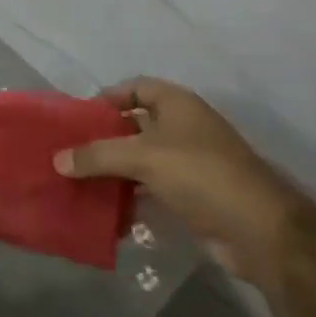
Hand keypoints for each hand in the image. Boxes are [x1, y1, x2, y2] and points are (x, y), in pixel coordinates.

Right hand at [54, 78, 296, 279]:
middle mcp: (183, 128)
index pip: (136, 87)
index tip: (77, 118)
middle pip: (135, 126)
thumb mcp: (143, 157)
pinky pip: (151, 191)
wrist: (258, 229)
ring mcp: (189, 163)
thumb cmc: (200, 174)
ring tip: (78, 185)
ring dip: (114, 173)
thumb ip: (97, 156)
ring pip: (141, 161)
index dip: (108, 98)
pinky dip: (131, 199)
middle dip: (103, 140)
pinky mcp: (191, 196)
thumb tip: (57, 159)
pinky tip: (106, 213)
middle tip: (69, 155)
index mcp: (177, 104)